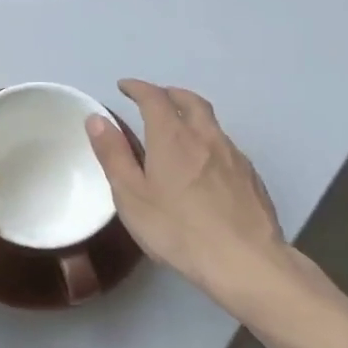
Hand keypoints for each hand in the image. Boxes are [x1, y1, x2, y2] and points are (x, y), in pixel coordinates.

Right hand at [85, 79, 290, 307]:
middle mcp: (206, 136)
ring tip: (179, 130)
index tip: (125, 87)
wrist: (244, 260)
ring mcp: (234, 155)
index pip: (154, 97)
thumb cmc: (178, 229)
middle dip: (169, 94)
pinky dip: (209, 141)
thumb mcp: (131, 196)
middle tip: (155, 99)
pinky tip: (205, 165)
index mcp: (173, 137)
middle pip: (190, 100)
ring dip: (192, 116)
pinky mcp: (251, 176)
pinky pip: (225, 146)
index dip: (138, 88)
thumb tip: (97, 118)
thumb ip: (113, 155)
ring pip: (211, 122)